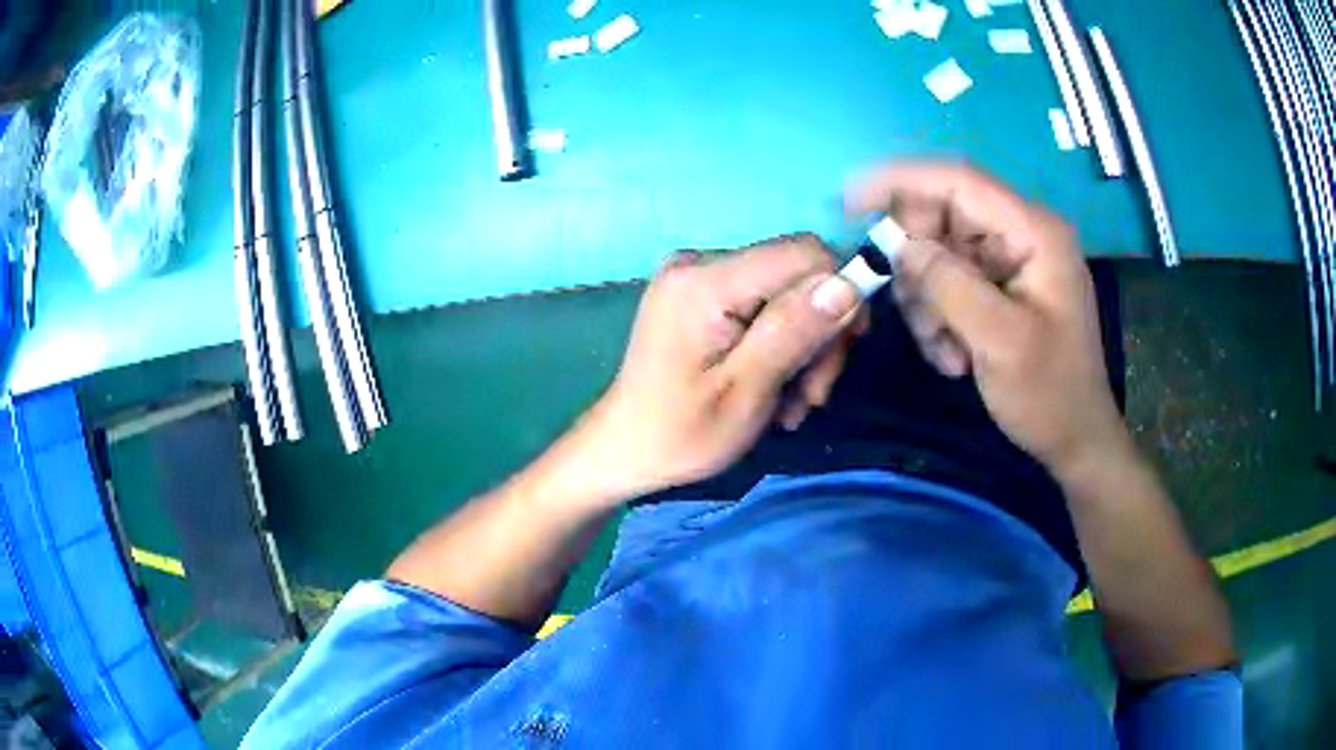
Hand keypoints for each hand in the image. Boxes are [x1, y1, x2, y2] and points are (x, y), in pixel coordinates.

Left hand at [580, 235, 863, 499]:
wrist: (625, 449)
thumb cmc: (680, 434)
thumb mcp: (746, 391)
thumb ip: (794, 331)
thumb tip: (848, 284)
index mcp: (704, 282)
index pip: (802, 253)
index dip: (841, 292)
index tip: (848, 350)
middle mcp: (699, 263)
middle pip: (796, 274)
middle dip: (819, 334)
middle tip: (813, 396)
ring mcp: (696, 277)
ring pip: (786, 293)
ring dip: (802, 349)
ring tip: (791, 405)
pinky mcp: (699, 295)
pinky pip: (762, 304)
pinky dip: (779, 345)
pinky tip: (773, 389)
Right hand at [847, 162, 1131, 477]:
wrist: (1074, 440)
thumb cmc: (1049, 394)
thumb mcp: (999, 341)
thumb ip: (949, 284)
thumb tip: (900, 245)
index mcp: (1034, 231)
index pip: (958, 181)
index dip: (900, 181)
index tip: (850, 203)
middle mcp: (1020, 233)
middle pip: (942, 218)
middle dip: (917, 264)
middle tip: (915, 313)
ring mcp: (1008, 260)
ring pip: (938, 253)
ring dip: (927, 301)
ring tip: (944, 349)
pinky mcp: (998, 286)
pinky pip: (948, 282)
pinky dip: (939, 317)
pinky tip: (954, 355)